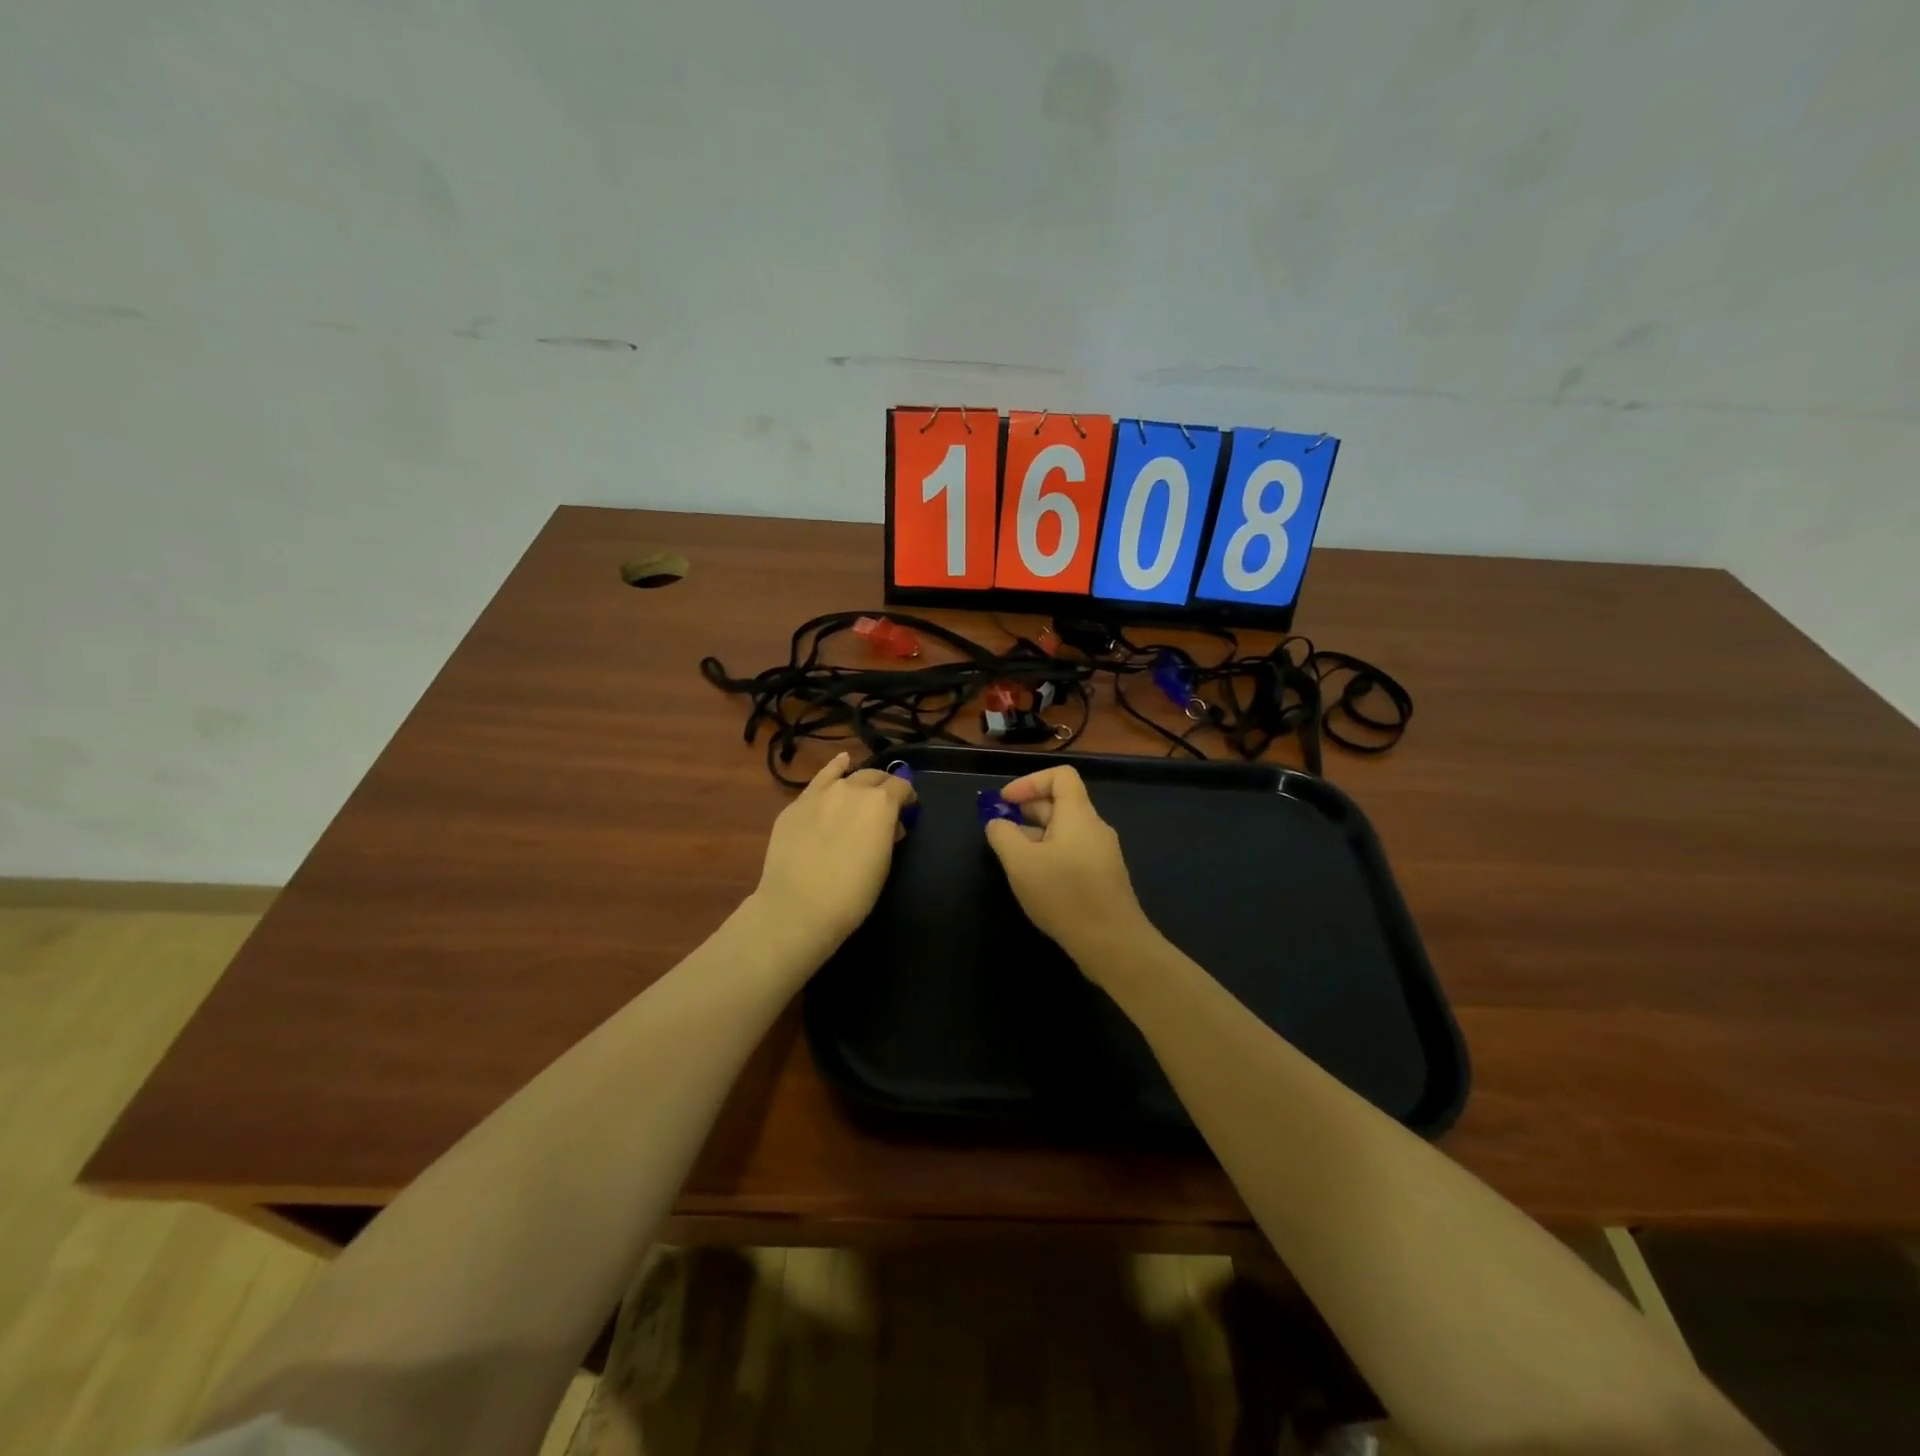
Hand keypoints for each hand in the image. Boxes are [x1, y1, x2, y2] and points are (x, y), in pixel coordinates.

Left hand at [751, 752, 915, 960]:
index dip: (907, 797)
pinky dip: (833, 769)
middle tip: (885, 806)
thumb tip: (889, 825)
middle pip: (875, 777)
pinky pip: (820, 779)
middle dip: (884, 787)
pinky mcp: (796, 804)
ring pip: (847, 775)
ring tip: (862, 789)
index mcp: (881, 803)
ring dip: (859, 781)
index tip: (908, 810)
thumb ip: (888, 835)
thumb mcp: (883, 864)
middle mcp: (853, 788)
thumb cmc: (852, 894)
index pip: (901, 786)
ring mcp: (821, 793)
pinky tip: (840, 763)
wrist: (798, 907)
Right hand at [983, 765, 1156, 975]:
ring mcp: (1101, 854)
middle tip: (1001, 831)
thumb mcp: (1020, 862)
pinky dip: (1050, 856)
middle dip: (1027, 811)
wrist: (1113, 943)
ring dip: (1036, 836)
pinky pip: (1072, 853)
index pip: (1060, 776)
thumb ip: (1003, 835)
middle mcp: (1094, 828)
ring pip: (1064, 832)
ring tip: (1013, 859)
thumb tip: (997, 823)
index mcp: (1078, 815)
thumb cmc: (1064, 894)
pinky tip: (1036, 882)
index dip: (1030, 781)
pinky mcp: (1103, 878)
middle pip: (1061, 803)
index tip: (1005, 802)